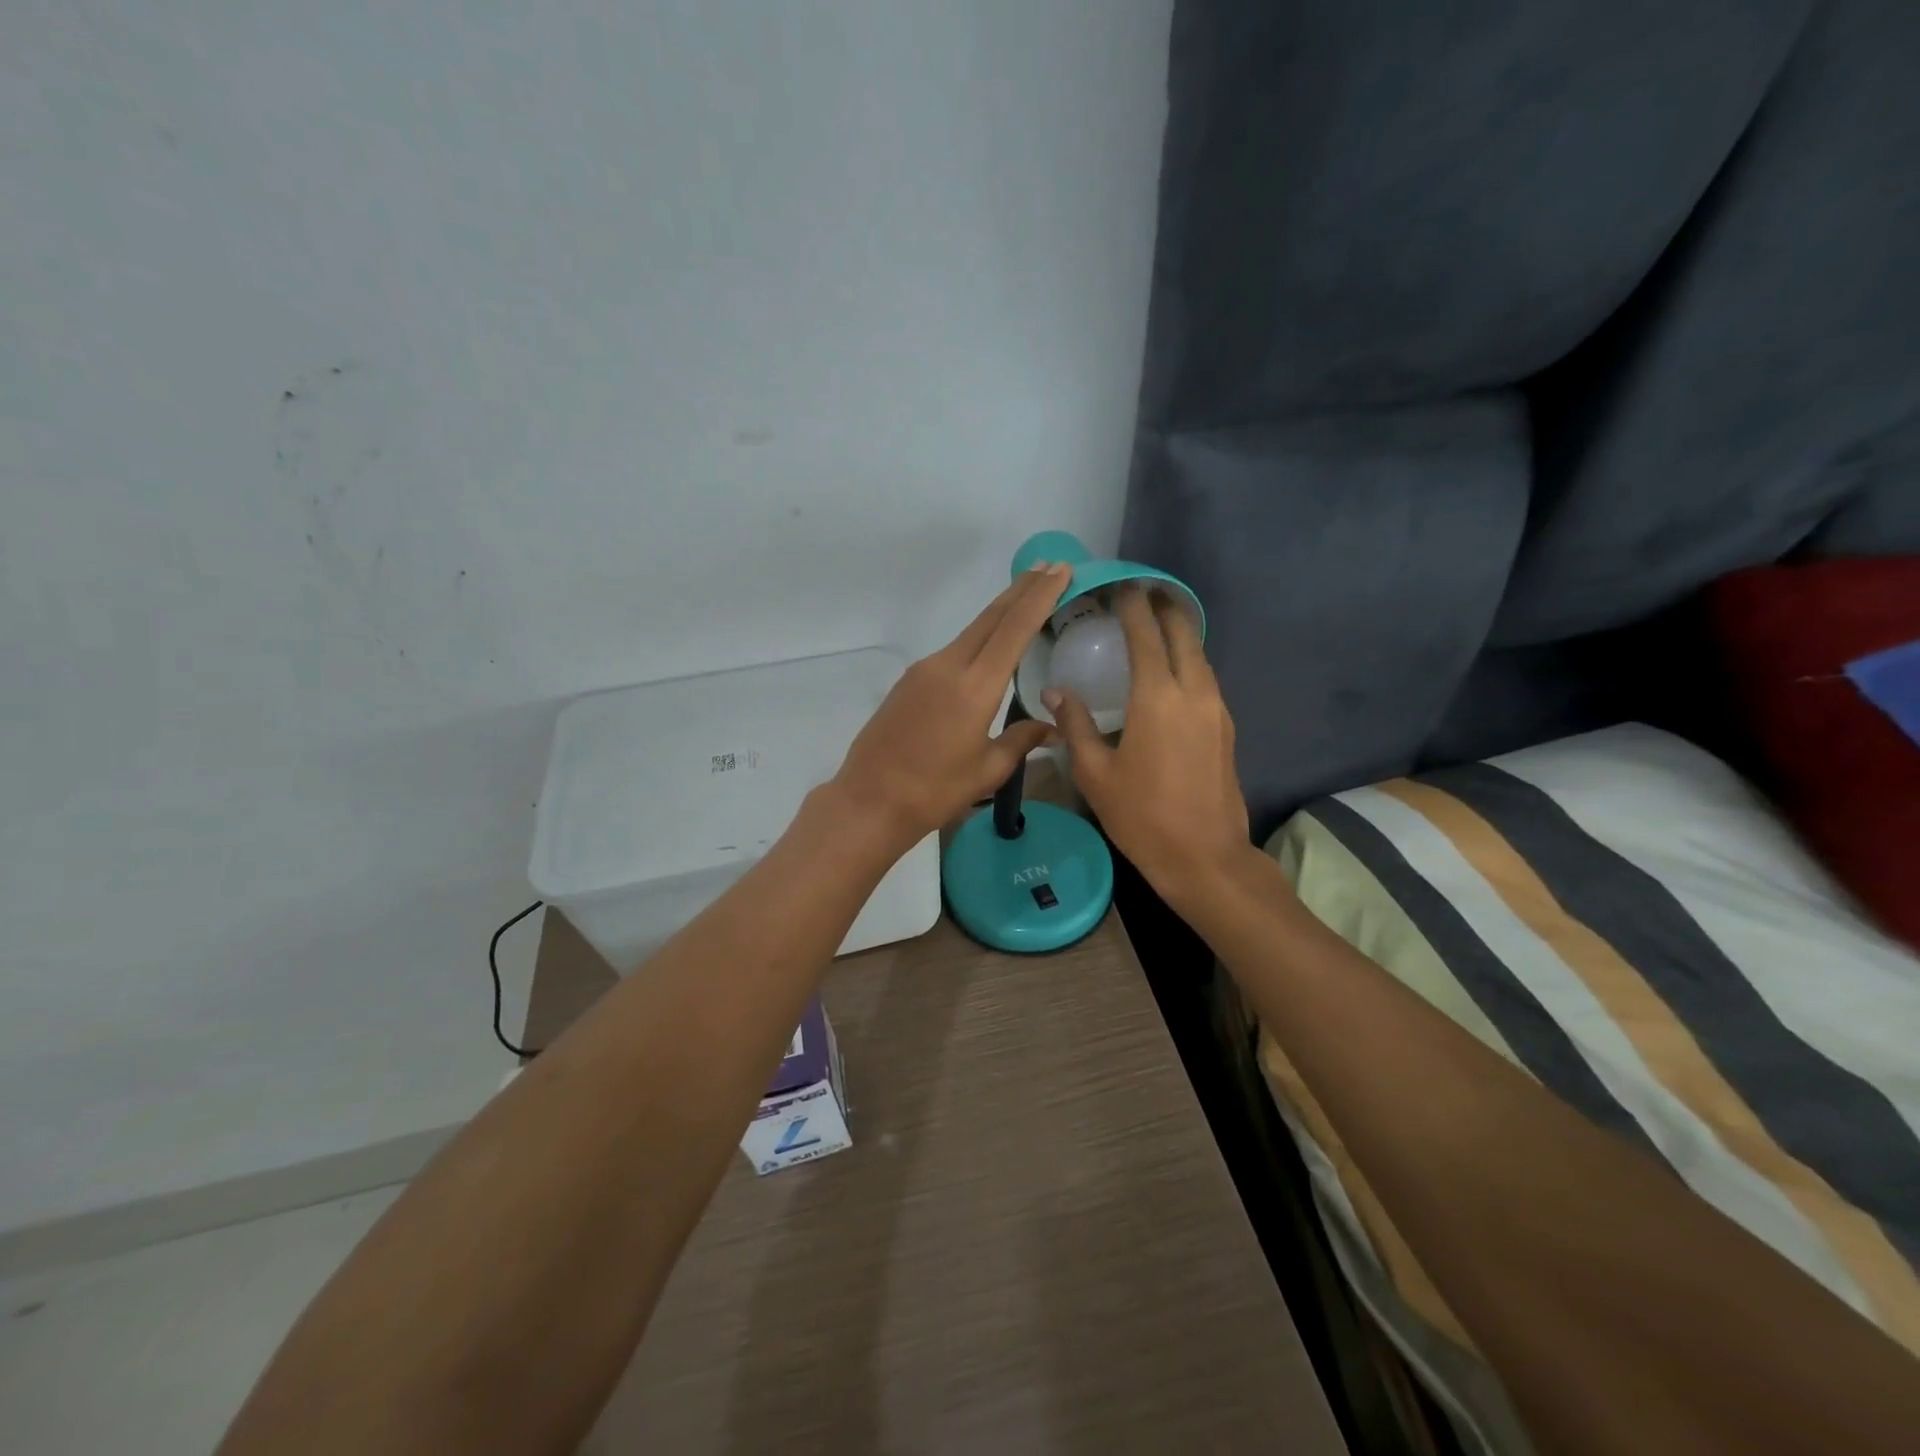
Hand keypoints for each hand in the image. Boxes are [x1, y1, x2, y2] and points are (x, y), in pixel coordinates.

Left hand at [833, 563, 1071, 849]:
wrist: (869, 800)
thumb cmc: (934, 791)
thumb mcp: (987, 770)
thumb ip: (1021, 740)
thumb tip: (1050, 727)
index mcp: (975, 687)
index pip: (1014, 629)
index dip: (1040, 597)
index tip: (1060, 571)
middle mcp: (948, 666)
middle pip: (991, 618)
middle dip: (1022, 590)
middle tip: (1049, 568)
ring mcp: (924, 670)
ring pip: (970, 632)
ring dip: (1000, 613)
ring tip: (1026, 599)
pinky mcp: (909, 681)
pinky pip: (953, 651)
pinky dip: (978, 639)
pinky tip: (989, 647)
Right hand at [1046, 586, 1252, 907]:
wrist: (1204, 857)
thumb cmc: (1142, 816)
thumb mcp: (1095, 774)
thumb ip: (1075, 726)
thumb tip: (1055, 693)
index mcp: (1157, 697)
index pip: (1145, 634)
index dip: (1132, 605)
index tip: (1120, 585)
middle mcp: (1193, 692)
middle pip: (1183, 633)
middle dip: (1164, 607)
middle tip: (1141, 593)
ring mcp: (1216, 709)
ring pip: (1199, 655)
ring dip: (1179, 633)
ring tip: (1154, 625)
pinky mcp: (1226, 727)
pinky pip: (1205, 678)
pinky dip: (1187, 661)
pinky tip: (1170, 672)